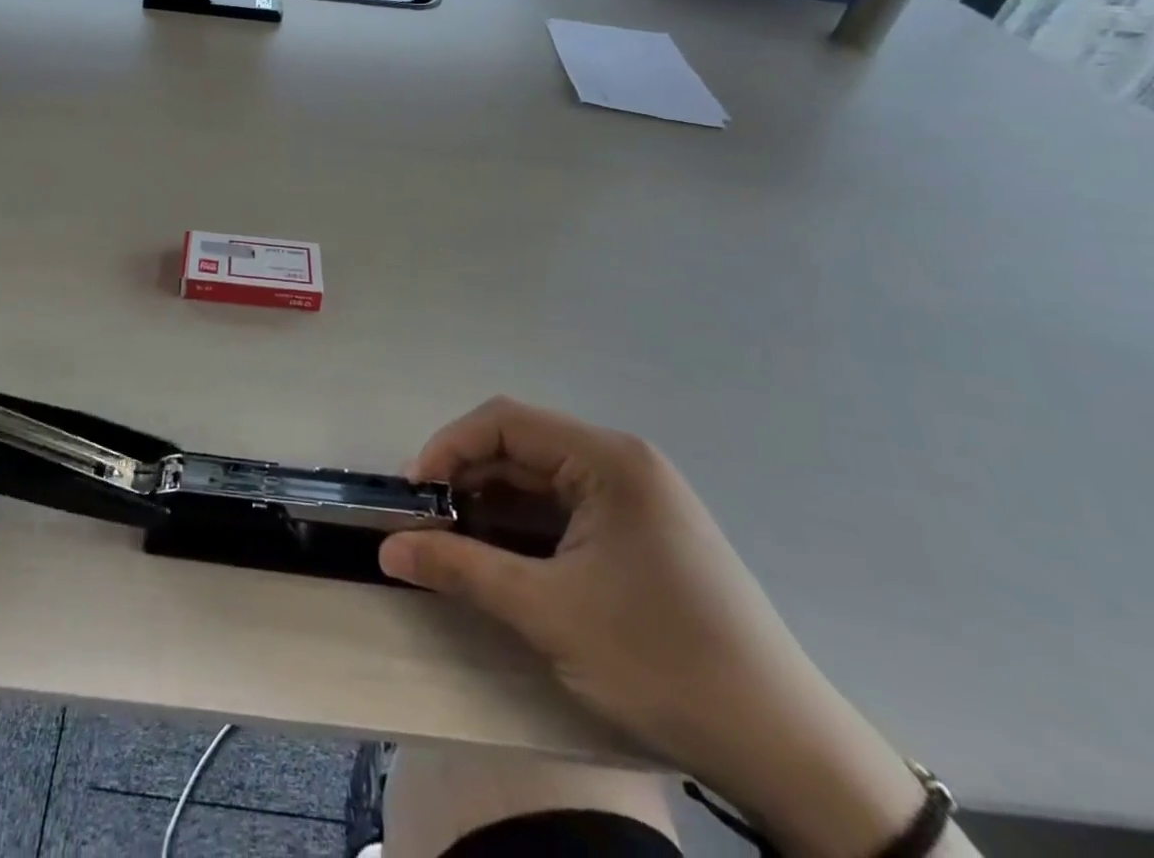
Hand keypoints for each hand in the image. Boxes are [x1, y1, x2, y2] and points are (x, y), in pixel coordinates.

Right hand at [380, 399, 926, 857]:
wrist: (789, 753)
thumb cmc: (663, 662)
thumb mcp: (549, 613)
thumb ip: (461, 569)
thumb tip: (387, 550)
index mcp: (608, 459)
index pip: (504, 422)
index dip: (448, 449)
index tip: (414, 497)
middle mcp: (622, 463)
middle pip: (520, 447)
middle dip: (466, 481)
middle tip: (426, 527)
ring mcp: (635, 497)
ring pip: (539, 480)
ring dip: (491, 507)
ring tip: (455, 546)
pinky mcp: (641, 532)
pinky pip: (564, 509)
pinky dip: (524, 528)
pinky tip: (502, 560)